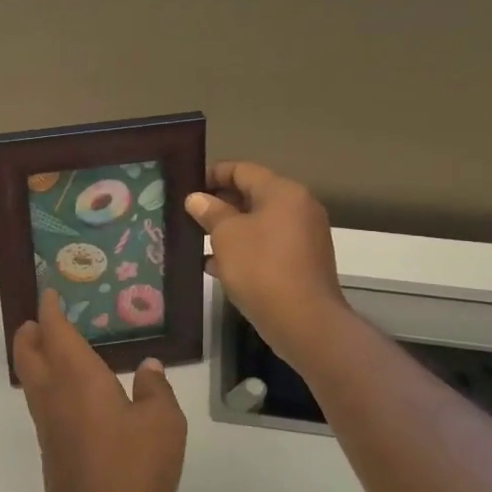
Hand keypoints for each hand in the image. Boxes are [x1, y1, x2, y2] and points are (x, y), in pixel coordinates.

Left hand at [13, 289, 186, 491]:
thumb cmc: (131, 467)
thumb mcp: (162, 424)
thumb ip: (156, 390)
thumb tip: (149, 367)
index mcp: (77, 375)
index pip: (56, 331)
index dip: (51, 310)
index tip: (50, 293)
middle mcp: (54, 392)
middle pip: (27, 351)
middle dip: (31, 330)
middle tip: (42, 318)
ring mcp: (48, 421)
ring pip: (30, 376)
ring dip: (35, 355)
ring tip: (56, 347)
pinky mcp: (51, 445)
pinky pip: (41, 399)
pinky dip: (47, 380)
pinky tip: (73, 390)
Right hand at [184, 161, 348, 365]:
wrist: (304, 321)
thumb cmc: (261, 268)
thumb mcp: (226, 235)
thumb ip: (210, 212)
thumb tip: (197, 198)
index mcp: (283, 192)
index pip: (242, 170)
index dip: (212, 175)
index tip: (187, 188)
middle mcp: (298, 207)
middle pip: (252, 195)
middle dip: (219, 204)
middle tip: (189, 215)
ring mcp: (304, 236)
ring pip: (259, 223)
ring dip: (229, 229)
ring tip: (197, 240)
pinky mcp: (302, 262)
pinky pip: (268, 246)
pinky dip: (244, 250)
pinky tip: (216, 266)